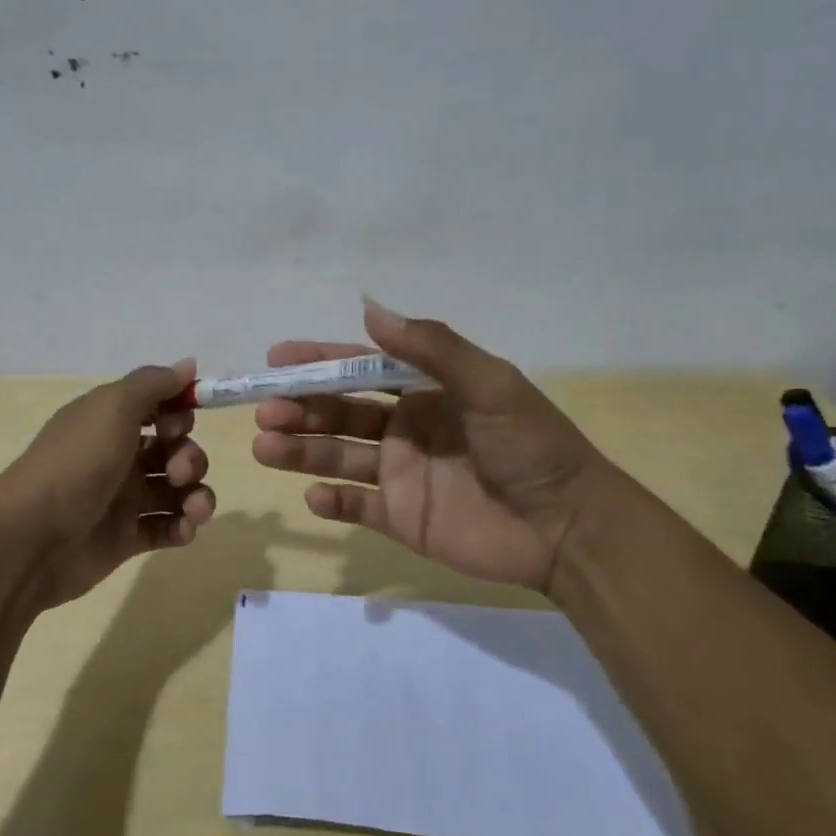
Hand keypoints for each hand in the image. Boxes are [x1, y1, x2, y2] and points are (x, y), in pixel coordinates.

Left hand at [0, 361, 216, 609]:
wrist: (32, 538)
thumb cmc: (76, 463)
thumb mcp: (113, 407)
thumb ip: (153, 383)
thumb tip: (188, 364)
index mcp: (109, 421)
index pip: (157, 408)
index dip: (178, 413)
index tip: (178, 423)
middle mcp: (117, 455)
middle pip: (173, 449)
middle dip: (189, 457)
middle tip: (178, 471)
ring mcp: (122, 499)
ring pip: (176, 490)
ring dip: (196, 495)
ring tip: (193, 509)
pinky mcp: (126, 538)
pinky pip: (167, 526)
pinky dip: (182, 526)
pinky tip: (183, 529)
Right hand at [251, 301, 607, 595]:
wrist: (569, 528)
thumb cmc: (530, 446)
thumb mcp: (489, 384)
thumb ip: (431, 348)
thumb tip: (370, 308)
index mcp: (425, 391)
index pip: (360, 369)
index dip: (318, 362)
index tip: (276, 359)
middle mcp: (406, 427)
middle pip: (340, 412)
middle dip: (300, 408)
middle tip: (266, 412)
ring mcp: (401, 474)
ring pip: (338, 456)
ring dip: (301, 450)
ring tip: (266, 447)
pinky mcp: (403, 518)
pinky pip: (357, 507)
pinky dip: (331, 502)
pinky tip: (313, 496)